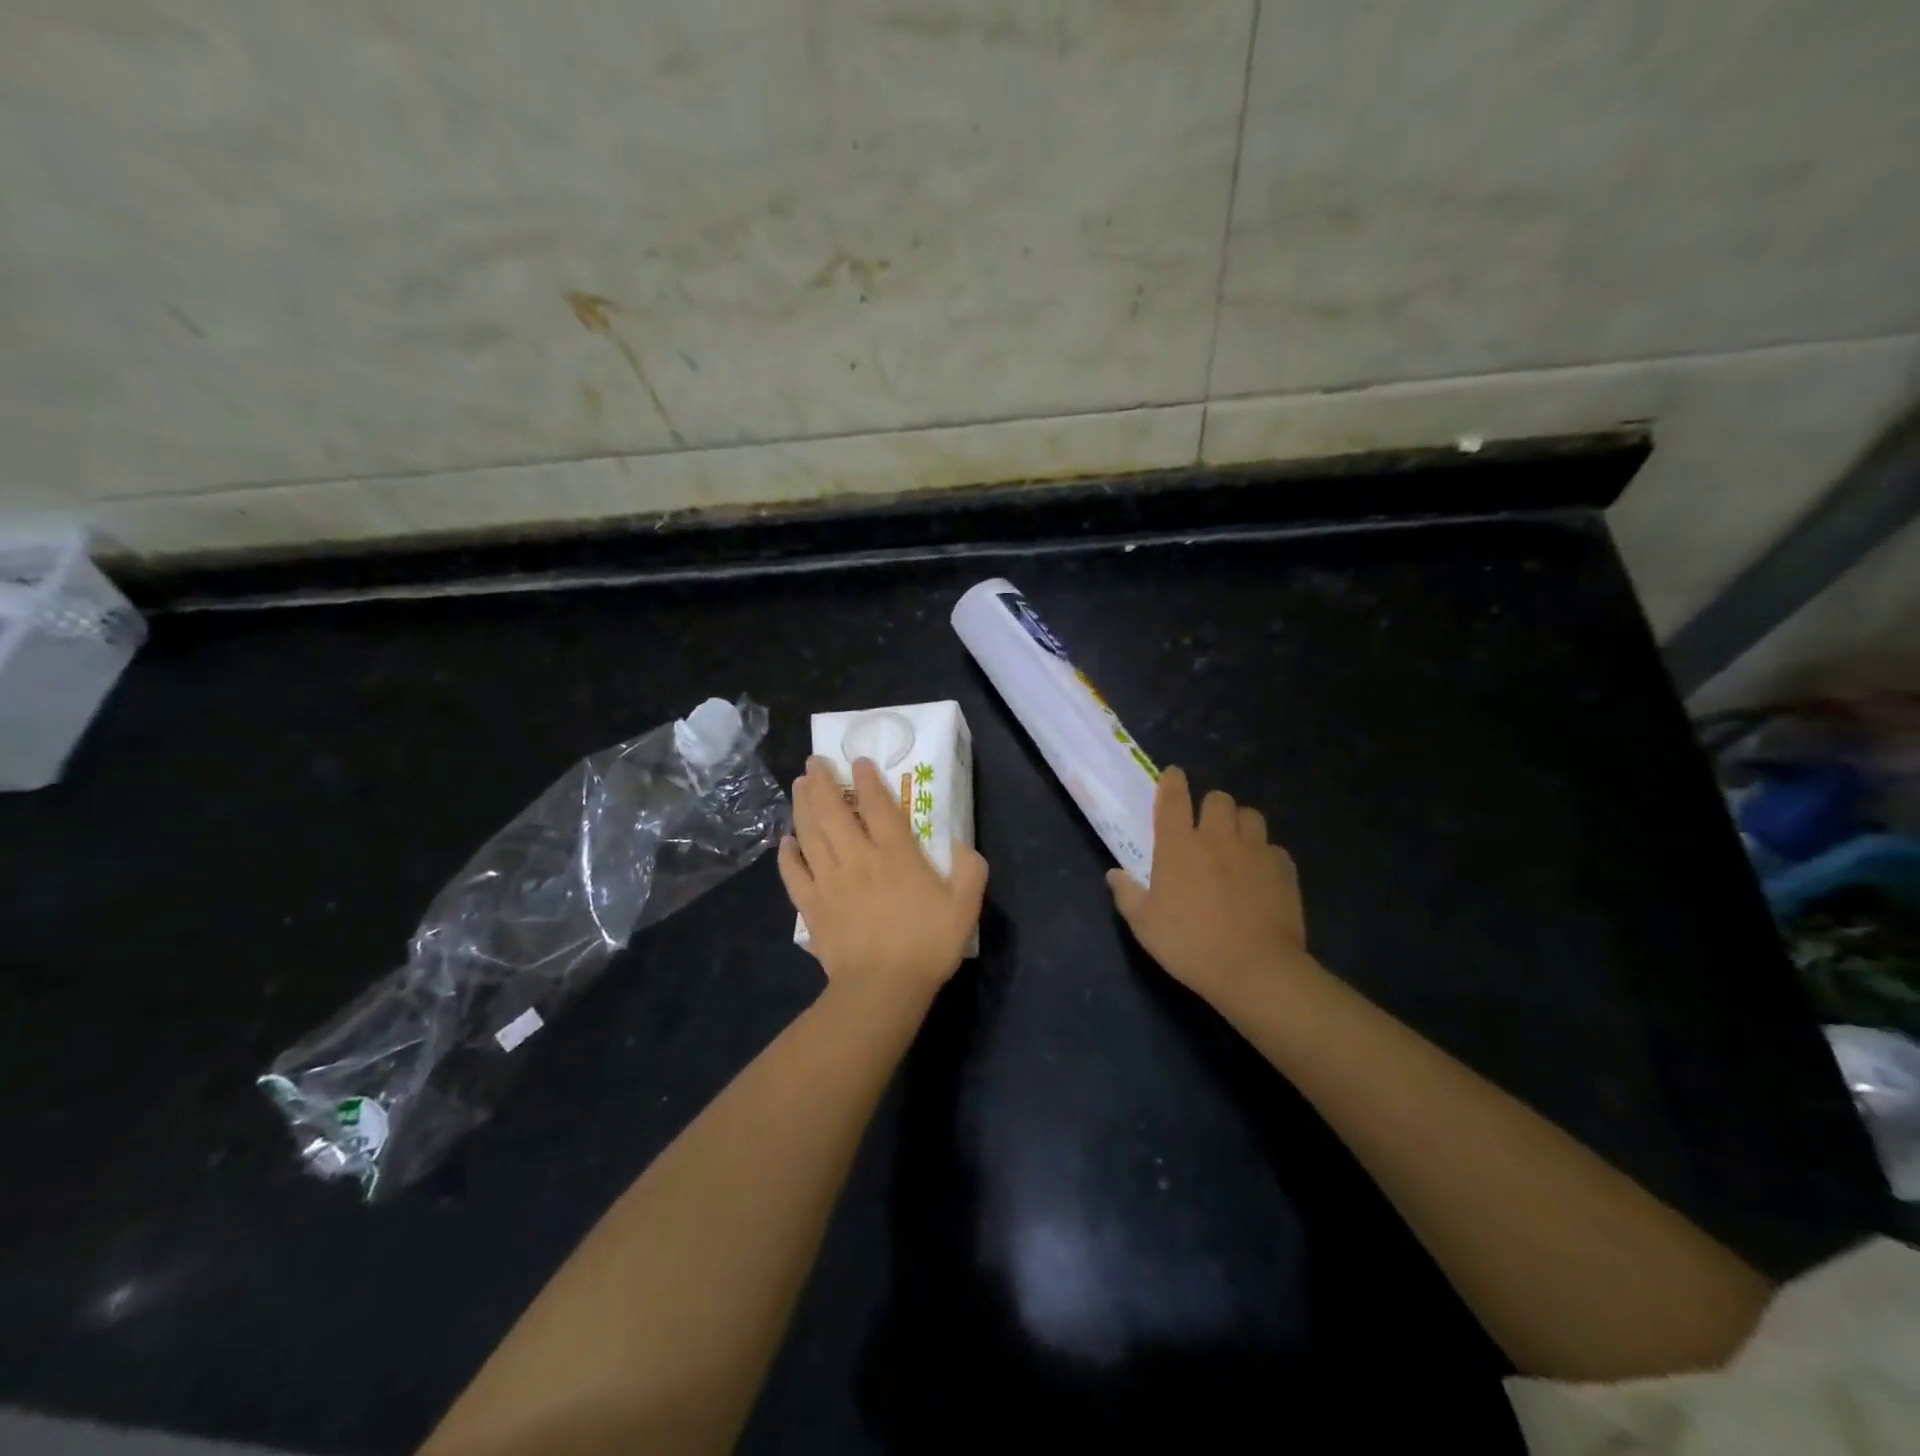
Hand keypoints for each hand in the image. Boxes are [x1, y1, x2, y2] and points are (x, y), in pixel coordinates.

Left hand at [779, 756, 987, 1002]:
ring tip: (799, 785)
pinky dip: (787, 854)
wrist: (881, 989)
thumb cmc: (926, 946)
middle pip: (833, 810)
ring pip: (809, 833)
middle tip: (814, 762)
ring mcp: (829, 880)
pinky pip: (793, 872)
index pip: (878, 805)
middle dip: (822, 781)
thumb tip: (960, 844)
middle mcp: (858, 857)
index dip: (866, 779)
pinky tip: (785, 842)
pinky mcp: (811, 905)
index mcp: (895, 854)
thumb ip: (970, 870)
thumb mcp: (965, 907)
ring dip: (802, 805)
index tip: (857, 761)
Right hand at [1107, 767, 1311, 1007]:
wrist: (1255, 969)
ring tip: (1236, 844)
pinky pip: (1274, 849)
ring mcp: (1255, 851)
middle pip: (1218, 799)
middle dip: (1211, 806)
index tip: (1173, 775)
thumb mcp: (1145, 925)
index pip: (1173, 799)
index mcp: (1178, 846)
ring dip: (1241, 824)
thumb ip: (1127, 895)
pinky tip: (1261, 875)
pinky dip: (1265, 855)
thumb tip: (1114, 875)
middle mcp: (1217, 838)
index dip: (1172, 782)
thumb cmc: (1190, 945)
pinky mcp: (1284, 870)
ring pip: (1251, 816)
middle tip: (1206, 827)